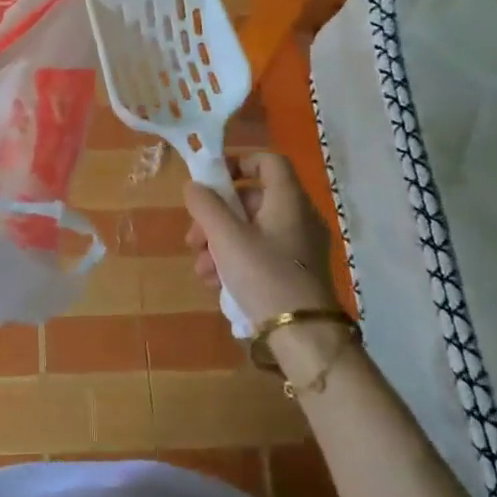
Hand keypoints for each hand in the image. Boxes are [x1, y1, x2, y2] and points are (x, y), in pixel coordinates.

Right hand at [182, 152, 340, 326]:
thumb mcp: (226, 237)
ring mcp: (299, 246)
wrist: (303, 336)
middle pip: (252, 199)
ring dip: (219, 243)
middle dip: (216, 216)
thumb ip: (206, 206)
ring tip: (201, 269)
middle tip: (193, 238)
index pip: (268, 161)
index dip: (239, 162)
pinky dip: (236, 260)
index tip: (211, 181)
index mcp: (288, 199)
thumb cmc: (264, 274)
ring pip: (251, 230)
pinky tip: (216, 283)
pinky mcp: (295, 271)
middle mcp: (298, 216)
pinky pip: (261, 253)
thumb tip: (194, 186)